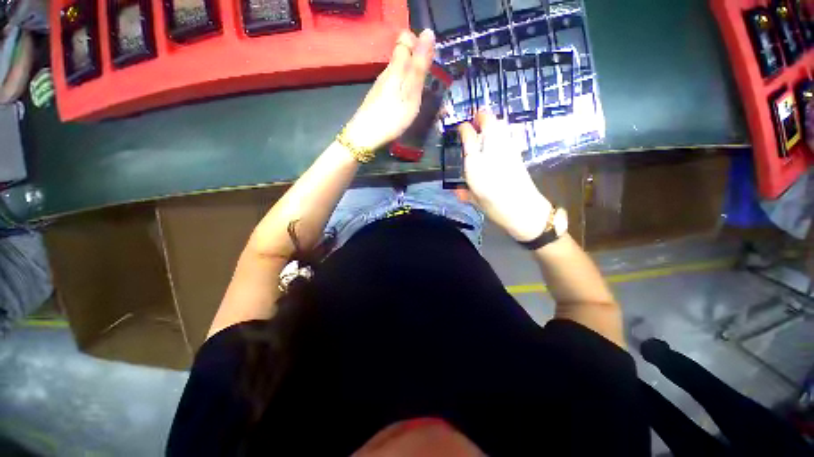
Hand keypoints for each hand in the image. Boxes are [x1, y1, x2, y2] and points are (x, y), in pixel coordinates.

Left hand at [342, 30, 435, 151]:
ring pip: (399, 72)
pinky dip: (403, 90)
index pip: (405, 39)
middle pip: (402, 56)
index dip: (418, 43)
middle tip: (428, 84)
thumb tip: (428, 32)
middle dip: (417, 64)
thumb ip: (419, 65)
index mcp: (396, 67)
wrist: (365, 136)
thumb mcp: (411, 91)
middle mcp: (387, 72)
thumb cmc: (392, 115)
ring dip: (411, 78)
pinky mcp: (378, 99)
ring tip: (420, 97)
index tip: (428, 60)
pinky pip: (394, 86)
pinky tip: (406, 104)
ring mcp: (381, 86)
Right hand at [459, 110, 552, 241]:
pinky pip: (510, 135)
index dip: (464, 128)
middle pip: (488, 124)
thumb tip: (457, 191)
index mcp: (476, 164)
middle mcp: (491, 152)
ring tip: (487, 125)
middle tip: (475, 119)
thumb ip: (465, 193)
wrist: (523, 211)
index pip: (469, 136)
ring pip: (501, 126)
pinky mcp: (519, 154)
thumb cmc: (495, 207)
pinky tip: (503, 135)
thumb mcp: (475, 201)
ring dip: (493, 122)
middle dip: (482, 117)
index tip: (461, 127)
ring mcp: (508, 150)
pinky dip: (505, 131)